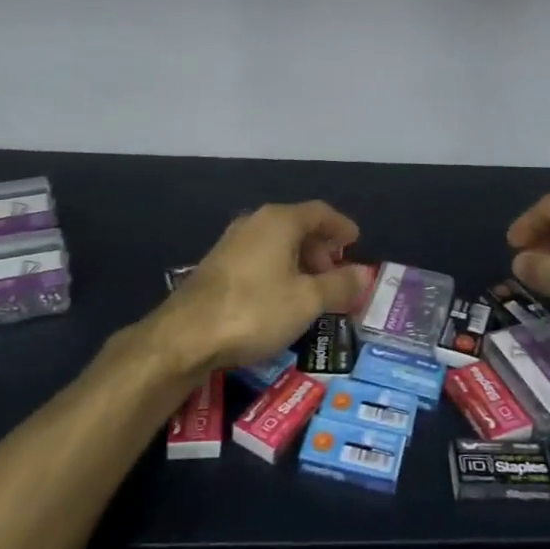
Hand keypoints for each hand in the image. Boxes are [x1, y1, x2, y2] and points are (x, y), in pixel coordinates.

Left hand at [157, 202, 364, 371]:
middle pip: (298, 225)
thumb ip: (339, 285)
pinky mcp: (217, 265)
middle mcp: (255, 222)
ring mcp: (232, 242)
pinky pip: (259, 257)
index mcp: (280, 221)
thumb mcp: (307, 301)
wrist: (185, 335)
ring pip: (277, 243)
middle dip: (321, 248)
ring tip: (312, 290)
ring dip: (299, 261)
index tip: (356, 242)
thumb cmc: (255, 310)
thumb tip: (363, 274)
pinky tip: (281, 298)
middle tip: (336, 275)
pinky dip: (278, 270)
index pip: (320, 212)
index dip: (341, 226)